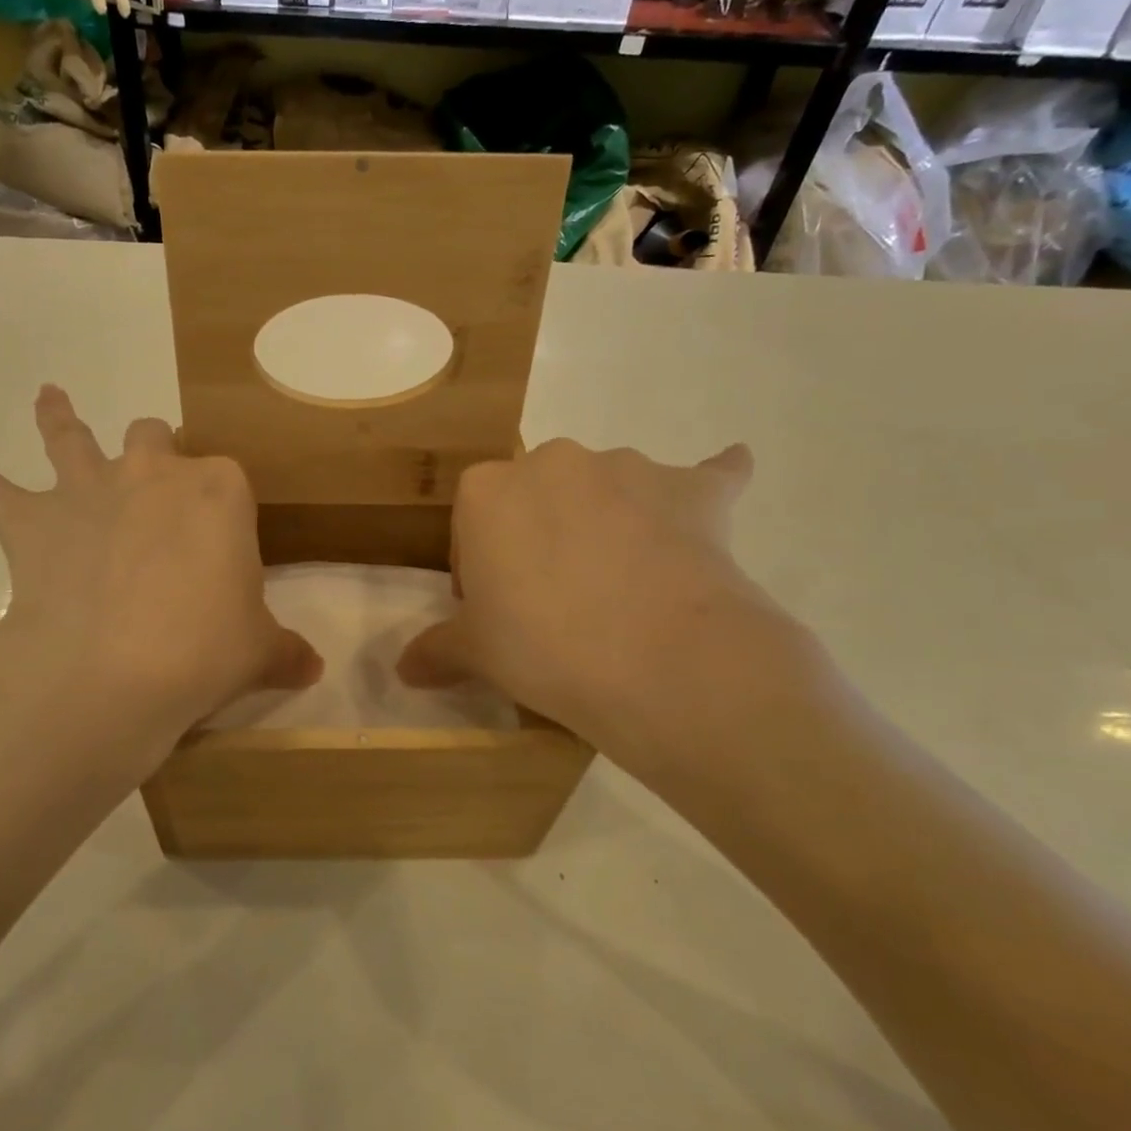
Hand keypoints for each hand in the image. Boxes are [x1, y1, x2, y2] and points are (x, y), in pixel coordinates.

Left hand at [0, 386, 320, 777]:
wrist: (112, 671)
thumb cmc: (202, 650)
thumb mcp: (258, 651)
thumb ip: (287, 652)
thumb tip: (314, 668)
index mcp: (218, 491)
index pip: (226, 480)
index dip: (223, 509)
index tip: (222, 549)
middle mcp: (152, 474)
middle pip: (155, 439)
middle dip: (157, 451)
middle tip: (157, 482)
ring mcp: (88, 490)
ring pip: (71, 438)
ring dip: (59, 417)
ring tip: (47, 396)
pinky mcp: (31, 520)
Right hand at [397, 438, 799, 756]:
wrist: (662, 663)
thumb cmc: (544, 647)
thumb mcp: (477, 654)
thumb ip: (437, 650)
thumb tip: (403, 669)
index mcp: (487, 489)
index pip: (472, 526)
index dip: (481, 572)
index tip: (498, 614)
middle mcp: (553, 460)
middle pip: (536, 499)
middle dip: (539, 539)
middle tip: (556, 603)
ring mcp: (628, 468)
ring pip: (607, 489)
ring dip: (609, 521)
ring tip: (626, 588)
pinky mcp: (692, 490)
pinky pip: (703, 477)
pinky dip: (710, 481)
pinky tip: (727, 474)